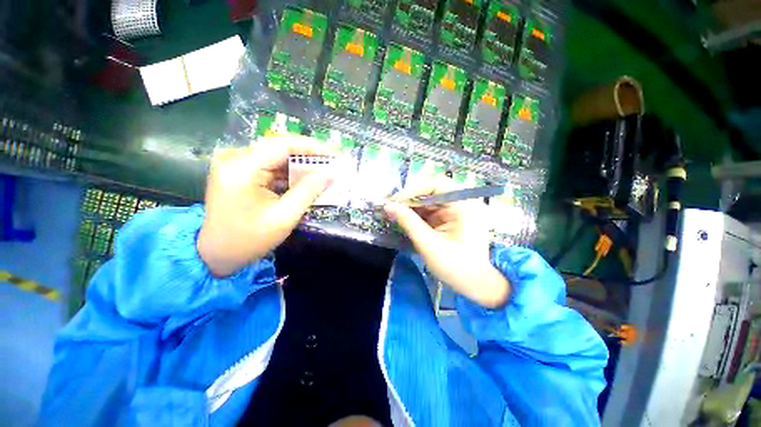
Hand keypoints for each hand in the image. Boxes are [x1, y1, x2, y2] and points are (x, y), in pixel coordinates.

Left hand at [197, 137, 335, 276]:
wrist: (216, 254)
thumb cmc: (249, 240)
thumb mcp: (284, 217)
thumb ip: (309, 191)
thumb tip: (331, 173)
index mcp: (241, 169)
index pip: (282, 145)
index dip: (311, 146)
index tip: (334, 152)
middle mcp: (235, 159)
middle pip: (280, 149)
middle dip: (309, 156)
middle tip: (333, 163)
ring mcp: (236, 165)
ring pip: (277, 158)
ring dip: (301, 166)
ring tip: (324, 173)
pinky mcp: (240, 173)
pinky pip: (271, 168)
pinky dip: (290, 174)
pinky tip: (306, 181)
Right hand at [383, 180, 509, 307]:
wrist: (475, 286)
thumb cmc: (455, 266)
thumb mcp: (428, 243)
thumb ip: (408, 222)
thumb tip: (388, 206)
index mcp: (463, 205)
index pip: (436, 186)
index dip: (413, 190)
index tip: (395, 201)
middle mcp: (460, 204)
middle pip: (431, 194)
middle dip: (409, 200)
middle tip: (389, 208)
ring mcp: (455, 213)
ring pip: (428, 204)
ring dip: (410, 209)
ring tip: (392, 215)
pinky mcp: (449, 222)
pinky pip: (430, 214)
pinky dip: (416, 217)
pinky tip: (403, 221)